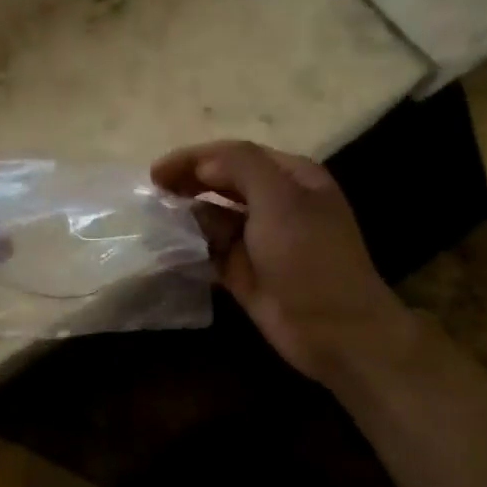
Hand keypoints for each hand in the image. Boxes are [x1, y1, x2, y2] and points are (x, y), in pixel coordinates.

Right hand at [152, 140, 413, 382]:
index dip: (194, 158)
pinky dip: (190, 247)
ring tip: (154, 220)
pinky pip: (210, 251)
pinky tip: (166, 249)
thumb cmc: (309, 257)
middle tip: (152, 194)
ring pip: (214, 217)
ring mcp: (260, 240)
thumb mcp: (280, 199)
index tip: (155, 172)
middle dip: (188, 184)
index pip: (235, 155)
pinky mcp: (245, 272)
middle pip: (223, 183)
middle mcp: (276, 203)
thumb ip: (240, 167)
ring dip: (187, 216)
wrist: (334, 331)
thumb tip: (200, 165)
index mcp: (292, 177)